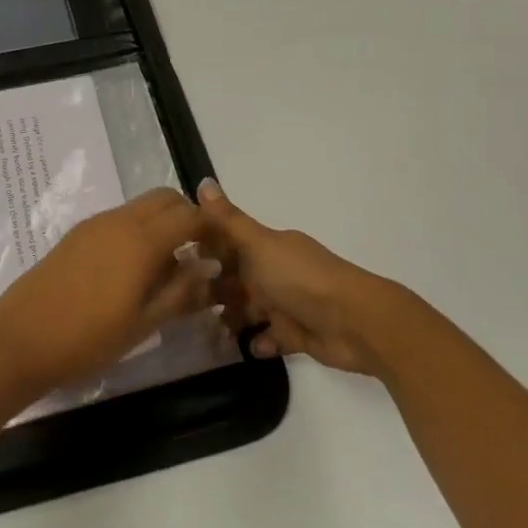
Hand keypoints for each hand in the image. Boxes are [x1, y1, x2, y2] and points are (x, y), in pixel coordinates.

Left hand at [0, 188, 218, 396]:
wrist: (19, 341)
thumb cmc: (88, 339)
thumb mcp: (143, 323)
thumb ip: (181, 292)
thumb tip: (210, 269)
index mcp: (142, 240)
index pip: (190, 215)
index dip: (211, 228)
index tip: (220, 252)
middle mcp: (119, 221)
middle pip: (165, 198)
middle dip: (186, 217)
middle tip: (194, 254)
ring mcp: (94, 225)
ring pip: (140, 207)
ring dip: (161, 224)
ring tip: (164, 268)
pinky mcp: (76, 235)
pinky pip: (118, 219)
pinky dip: (137, 231)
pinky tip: (131, 270)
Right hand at [199, 178, 407, 376]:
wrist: (354, 322)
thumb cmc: (300, 278)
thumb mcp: (259, 245)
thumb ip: (229, 220)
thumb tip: (203, 181)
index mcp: (267, 247)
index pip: (229, 243)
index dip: (204, 249)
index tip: (172, 260)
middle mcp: (275, 272)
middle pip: (236, 278)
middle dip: (211, 287)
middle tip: (179, 301)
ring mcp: (286, 304)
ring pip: (249, 309)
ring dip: (230, 317)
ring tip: (204, 329)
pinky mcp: (296, 335)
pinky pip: (270, 338)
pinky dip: (258, 341)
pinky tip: (246, 345)